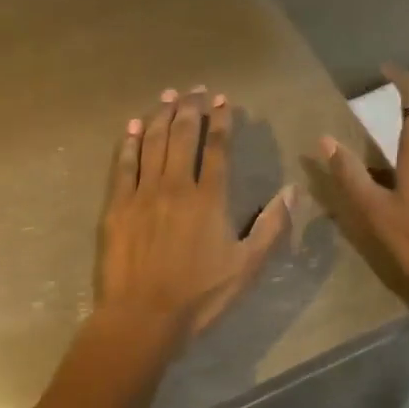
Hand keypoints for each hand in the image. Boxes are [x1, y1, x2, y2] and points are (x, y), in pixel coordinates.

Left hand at [97, 86, 293, 340]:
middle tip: (195, 89)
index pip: (216, 148)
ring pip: (151, 142)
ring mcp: (142, 193)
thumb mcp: (246, 267)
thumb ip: (271, 227)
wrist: (142, 317)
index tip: (223, 100)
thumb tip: (291, 191)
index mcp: (209, 198)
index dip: (221, 121)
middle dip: (190, 108)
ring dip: (160, 115)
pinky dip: (128, 142)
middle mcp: (175, 186)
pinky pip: (123, 164)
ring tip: (167, 96)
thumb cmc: (199, 296)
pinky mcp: (116, 206)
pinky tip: (132, 126)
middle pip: (182, 136)